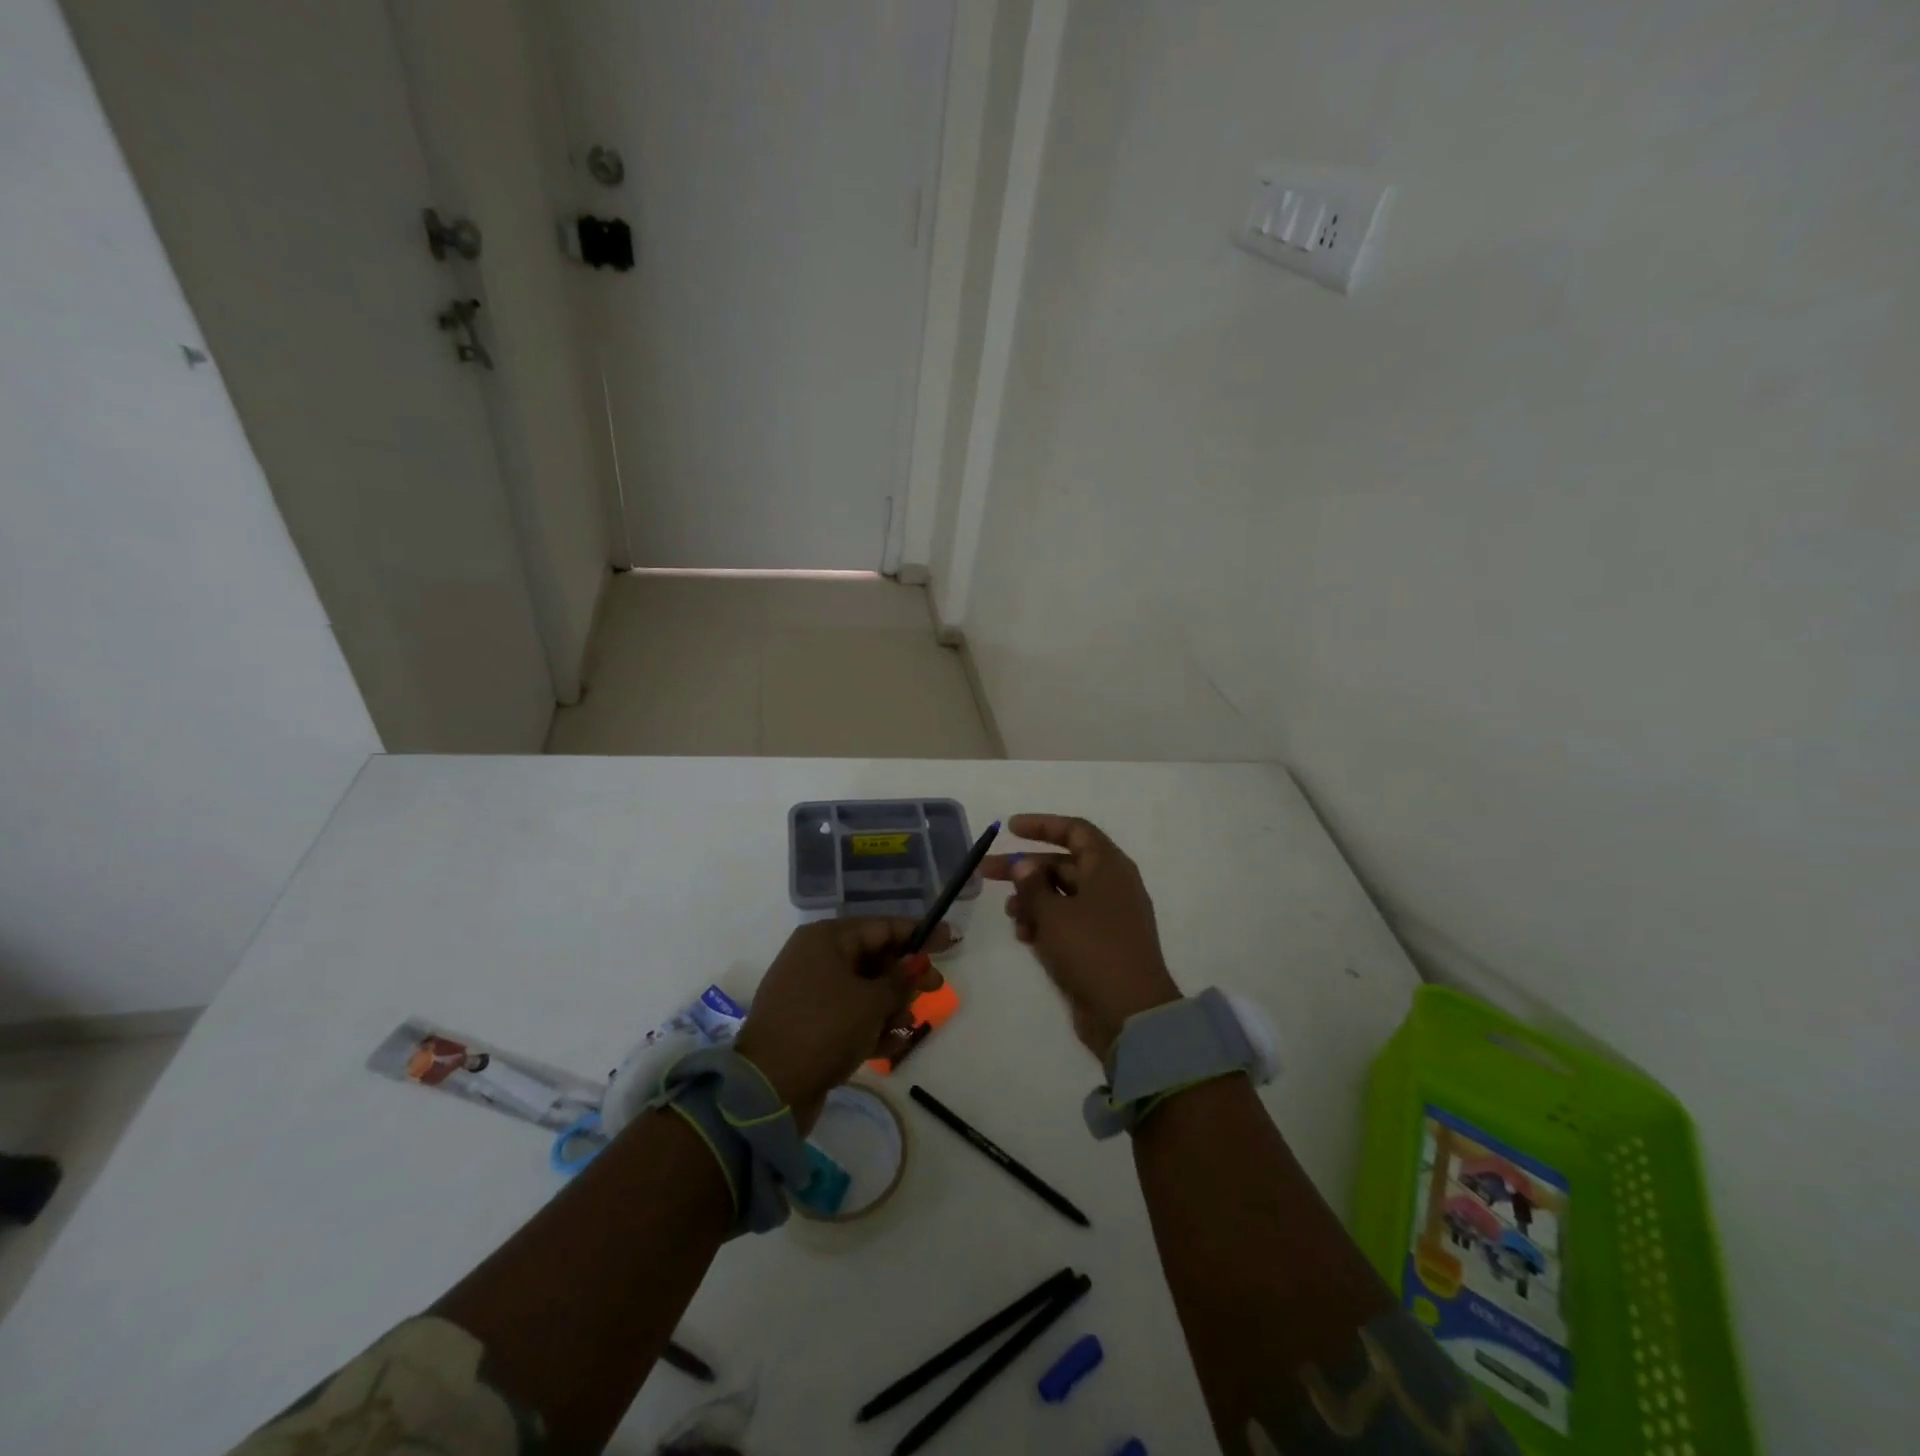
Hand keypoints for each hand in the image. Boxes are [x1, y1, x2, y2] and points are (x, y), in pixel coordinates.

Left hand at [733, 918, 946, 1133]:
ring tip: (904, 1026)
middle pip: (873, 958)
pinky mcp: (808, 1026)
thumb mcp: (870, 1002)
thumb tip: (918, 961)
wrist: (768, 1091)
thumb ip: (900, 980)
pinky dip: (870, 1028)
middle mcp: (815, 958)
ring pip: (863, 990)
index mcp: (826, 939)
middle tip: (936, 990)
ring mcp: (809, 993)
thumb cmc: (824, 1029)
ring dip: (890, 1007)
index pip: (881, 927)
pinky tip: (890, 1046)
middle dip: (904, 977)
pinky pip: (849, 1017)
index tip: (950, 940)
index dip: (918, 934)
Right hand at [983, 814, 1182, 1061]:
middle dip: (1025, 868)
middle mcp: (1110, 886)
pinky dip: (1046, 924)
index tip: (1009, 828)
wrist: (1131, 1014)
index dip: (1042, 825)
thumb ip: (1033, 885)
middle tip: (986, 872)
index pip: (1075, 831)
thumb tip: (1024, 865)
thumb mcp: (1054, 914)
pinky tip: (1025, 937)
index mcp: (1108, 867)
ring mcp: (1107, 917)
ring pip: (1062, 896)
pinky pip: (1068, 923)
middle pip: (1063, 864)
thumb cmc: (1092, 951)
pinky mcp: (1100, 946)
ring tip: (1010, 914)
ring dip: (1033, 900)